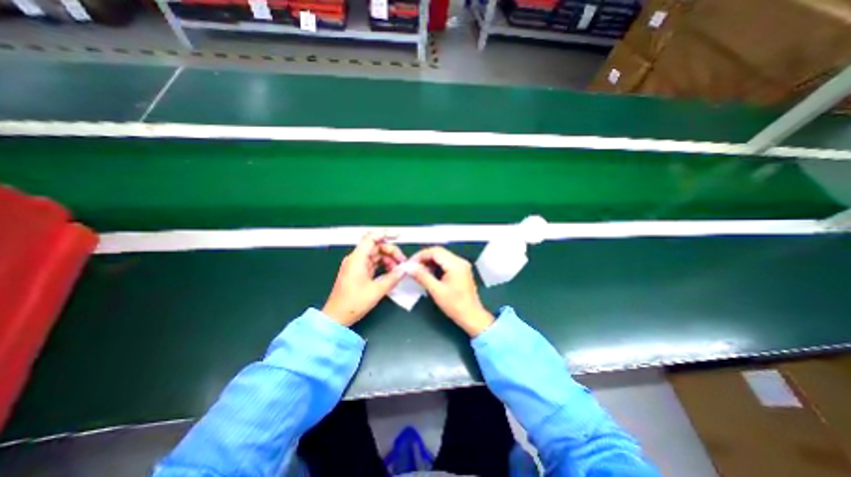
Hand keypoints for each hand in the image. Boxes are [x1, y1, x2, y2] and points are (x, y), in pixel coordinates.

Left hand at [322, 234, 409, 327]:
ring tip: (398, 270)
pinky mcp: (358, 273)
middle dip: (391, 252)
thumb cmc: (353, 303)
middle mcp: (356, 259)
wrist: (336, 317)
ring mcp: (356, 266)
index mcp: (357, 259)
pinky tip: (391, 273)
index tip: (398, 236)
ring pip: (375, 255)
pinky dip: (382, 266)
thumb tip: (404, 270)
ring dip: (388, 260)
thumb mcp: (377, 290)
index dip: (385, 235)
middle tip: (402, 261)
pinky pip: (372, 264)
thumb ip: (393, 278)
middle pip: (376, 247)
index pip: (371, 239)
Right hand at [409, 249, 496, 336]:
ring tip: (418, 271)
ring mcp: (461, 265)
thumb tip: (410, 267)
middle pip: (438, 252)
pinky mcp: (461, 271)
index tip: (410, 263)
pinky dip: (436, 266)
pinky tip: (428, 273)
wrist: (471, 316)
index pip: (435, 251)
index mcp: (456, 264)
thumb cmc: (455, 305)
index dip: (420, 255)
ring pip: (441, 257)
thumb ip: (422, 276)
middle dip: (424, 258)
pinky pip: (446, 263)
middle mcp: (460, 261)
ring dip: (429, 262)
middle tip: (412, 267)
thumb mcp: (436, 291)